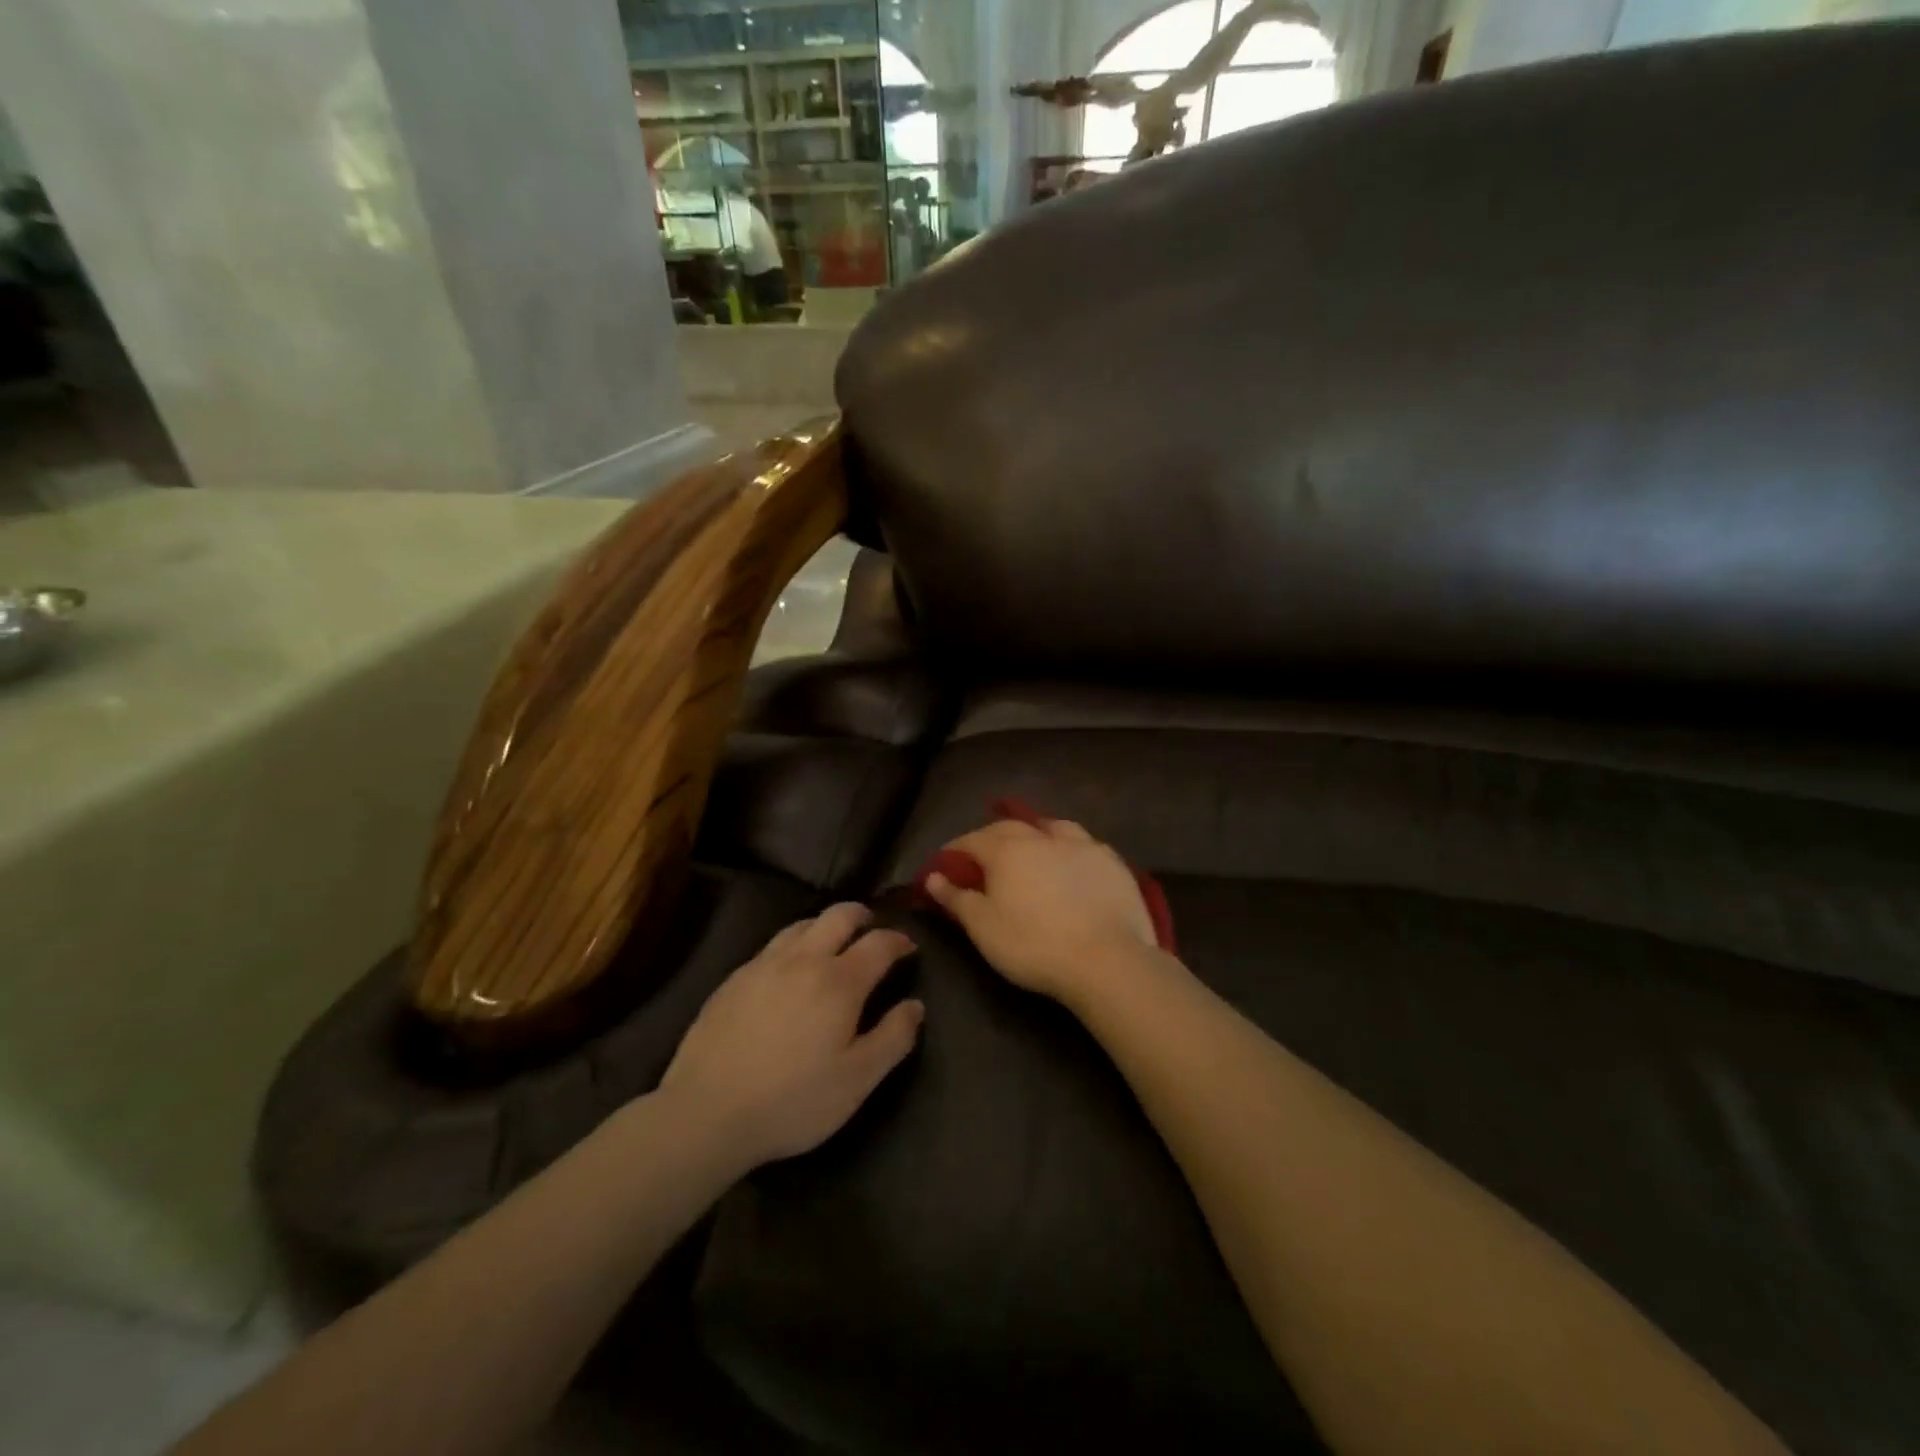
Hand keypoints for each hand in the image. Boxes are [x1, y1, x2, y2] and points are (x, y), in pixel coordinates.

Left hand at [660, 904, 922, 1168]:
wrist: (706, 1112)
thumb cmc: (792, 1100)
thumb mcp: (857, 1080)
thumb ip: (893, 1038)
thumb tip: (915, 1005)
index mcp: (839, 981)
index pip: (879, 943)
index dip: (899, 940)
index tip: (909, 947)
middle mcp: (803, 960)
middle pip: (838, 916)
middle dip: (862, 915)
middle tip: (872, 927)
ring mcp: (763, 965)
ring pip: (801, 925)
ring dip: (825, 925)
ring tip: (833, 941)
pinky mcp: (734, 979)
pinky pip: (772, 946)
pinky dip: (793, 944)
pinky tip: (789, 969)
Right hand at [924, 818, 1157, 1004]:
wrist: (1106, 960)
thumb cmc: (1033, 945)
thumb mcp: (983, 928)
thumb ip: (956, 898)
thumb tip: (932, 876)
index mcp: (1007, 850)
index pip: (972, 840)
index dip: (955, 849)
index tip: (946, 862)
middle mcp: (1043, 837)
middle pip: (1011, 827)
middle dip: (992, 836)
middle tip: (984, 855)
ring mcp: (1083, 845)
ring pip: (1053, 827)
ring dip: (1036, 832)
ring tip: (1032, 845)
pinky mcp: (1112, 862)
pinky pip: (1085, 844)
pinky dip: (1070, 847)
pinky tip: (1073, 861)